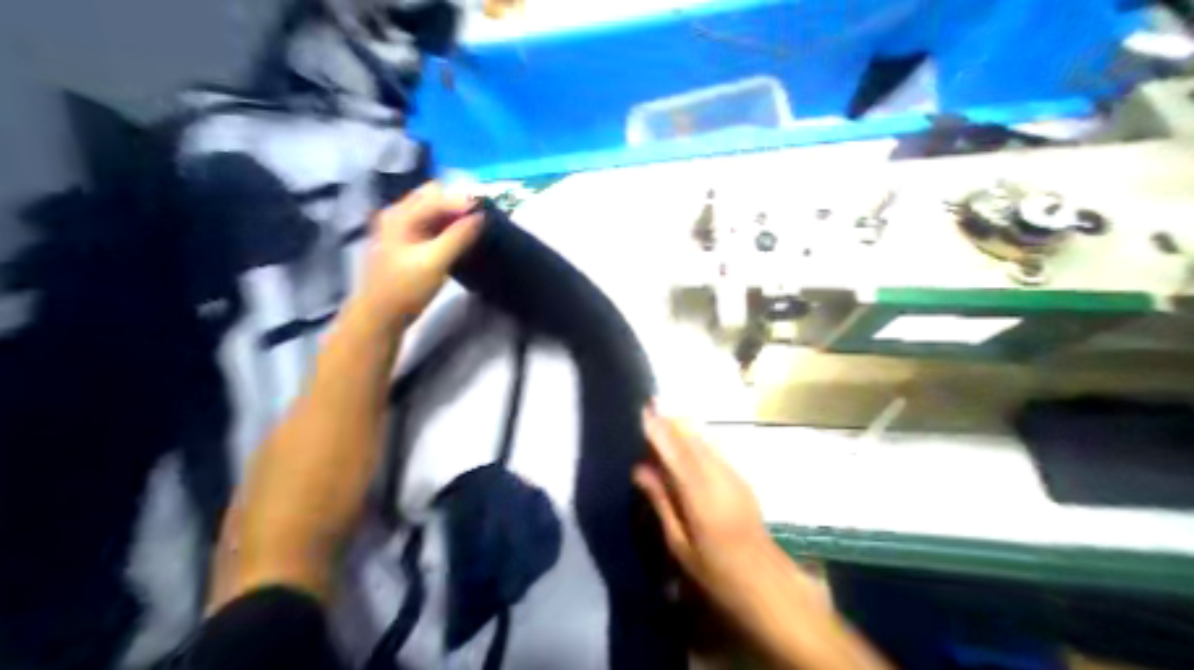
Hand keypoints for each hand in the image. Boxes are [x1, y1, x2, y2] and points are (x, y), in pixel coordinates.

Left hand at [356, 182, 480, 330]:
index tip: (487, 214)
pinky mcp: (409, 241)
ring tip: (475, 229)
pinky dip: (448, 226)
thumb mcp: (434, 261)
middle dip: (458, 204)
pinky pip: (432, 224)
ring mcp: (403, 227)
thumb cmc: (406, 287)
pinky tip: (461, 239)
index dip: (463, 202)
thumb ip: (458, 237)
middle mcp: (399, 214)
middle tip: (479, 221)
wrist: (382, 313)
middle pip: (433, 196)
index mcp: (401, 215)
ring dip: (454, 216)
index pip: (437, 196)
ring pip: (433, 210)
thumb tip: (481, 217)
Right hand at [633, 405, 775, 602]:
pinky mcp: (740, 476)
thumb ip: (661, 501)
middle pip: (690, 439)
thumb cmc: (717, 572)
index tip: (645, 410)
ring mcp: (732, 474)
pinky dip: (696, 436)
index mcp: (700, 497)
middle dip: (670, 419)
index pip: (674, 453)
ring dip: (683, 425)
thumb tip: (639, 468)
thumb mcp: (680, 544)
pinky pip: (713, 447)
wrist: (768, 584)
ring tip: (664, 412)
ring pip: (703, 439)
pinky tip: (686, 433)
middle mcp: (718, 477)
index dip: (659, 430)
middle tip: (652, 402)